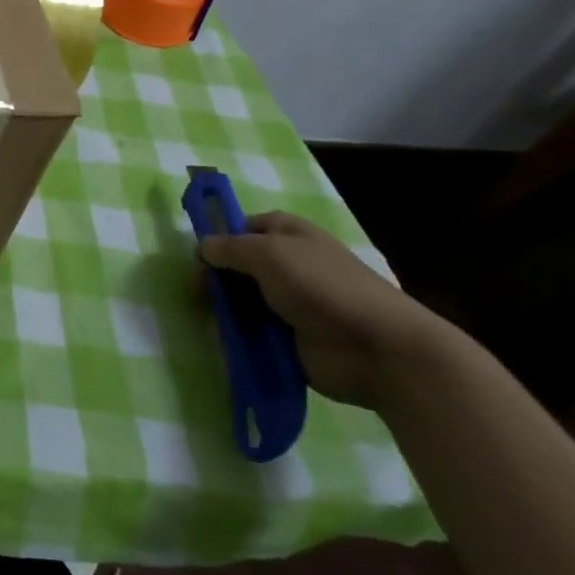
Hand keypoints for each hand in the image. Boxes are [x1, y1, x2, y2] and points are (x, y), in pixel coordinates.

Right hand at [199, 211, 448, 407]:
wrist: (376, 348)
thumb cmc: (321, 286)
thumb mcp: (267, 253)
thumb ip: (228, 248)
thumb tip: (202, 248)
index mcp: (287, 235)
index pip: (243, 227)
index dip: (219, 237)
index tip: (198, 255)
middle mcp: (286, 266)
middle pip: (236, 267)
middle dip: (215, 279)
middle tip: (199, 293)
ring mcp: (287, 305)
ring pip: (240, 302)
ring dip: (224, 312)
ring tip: (214, 323)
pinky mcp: (287, 340)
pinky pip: (251, 335)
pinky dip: (237, 339)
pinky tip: (226, 344)